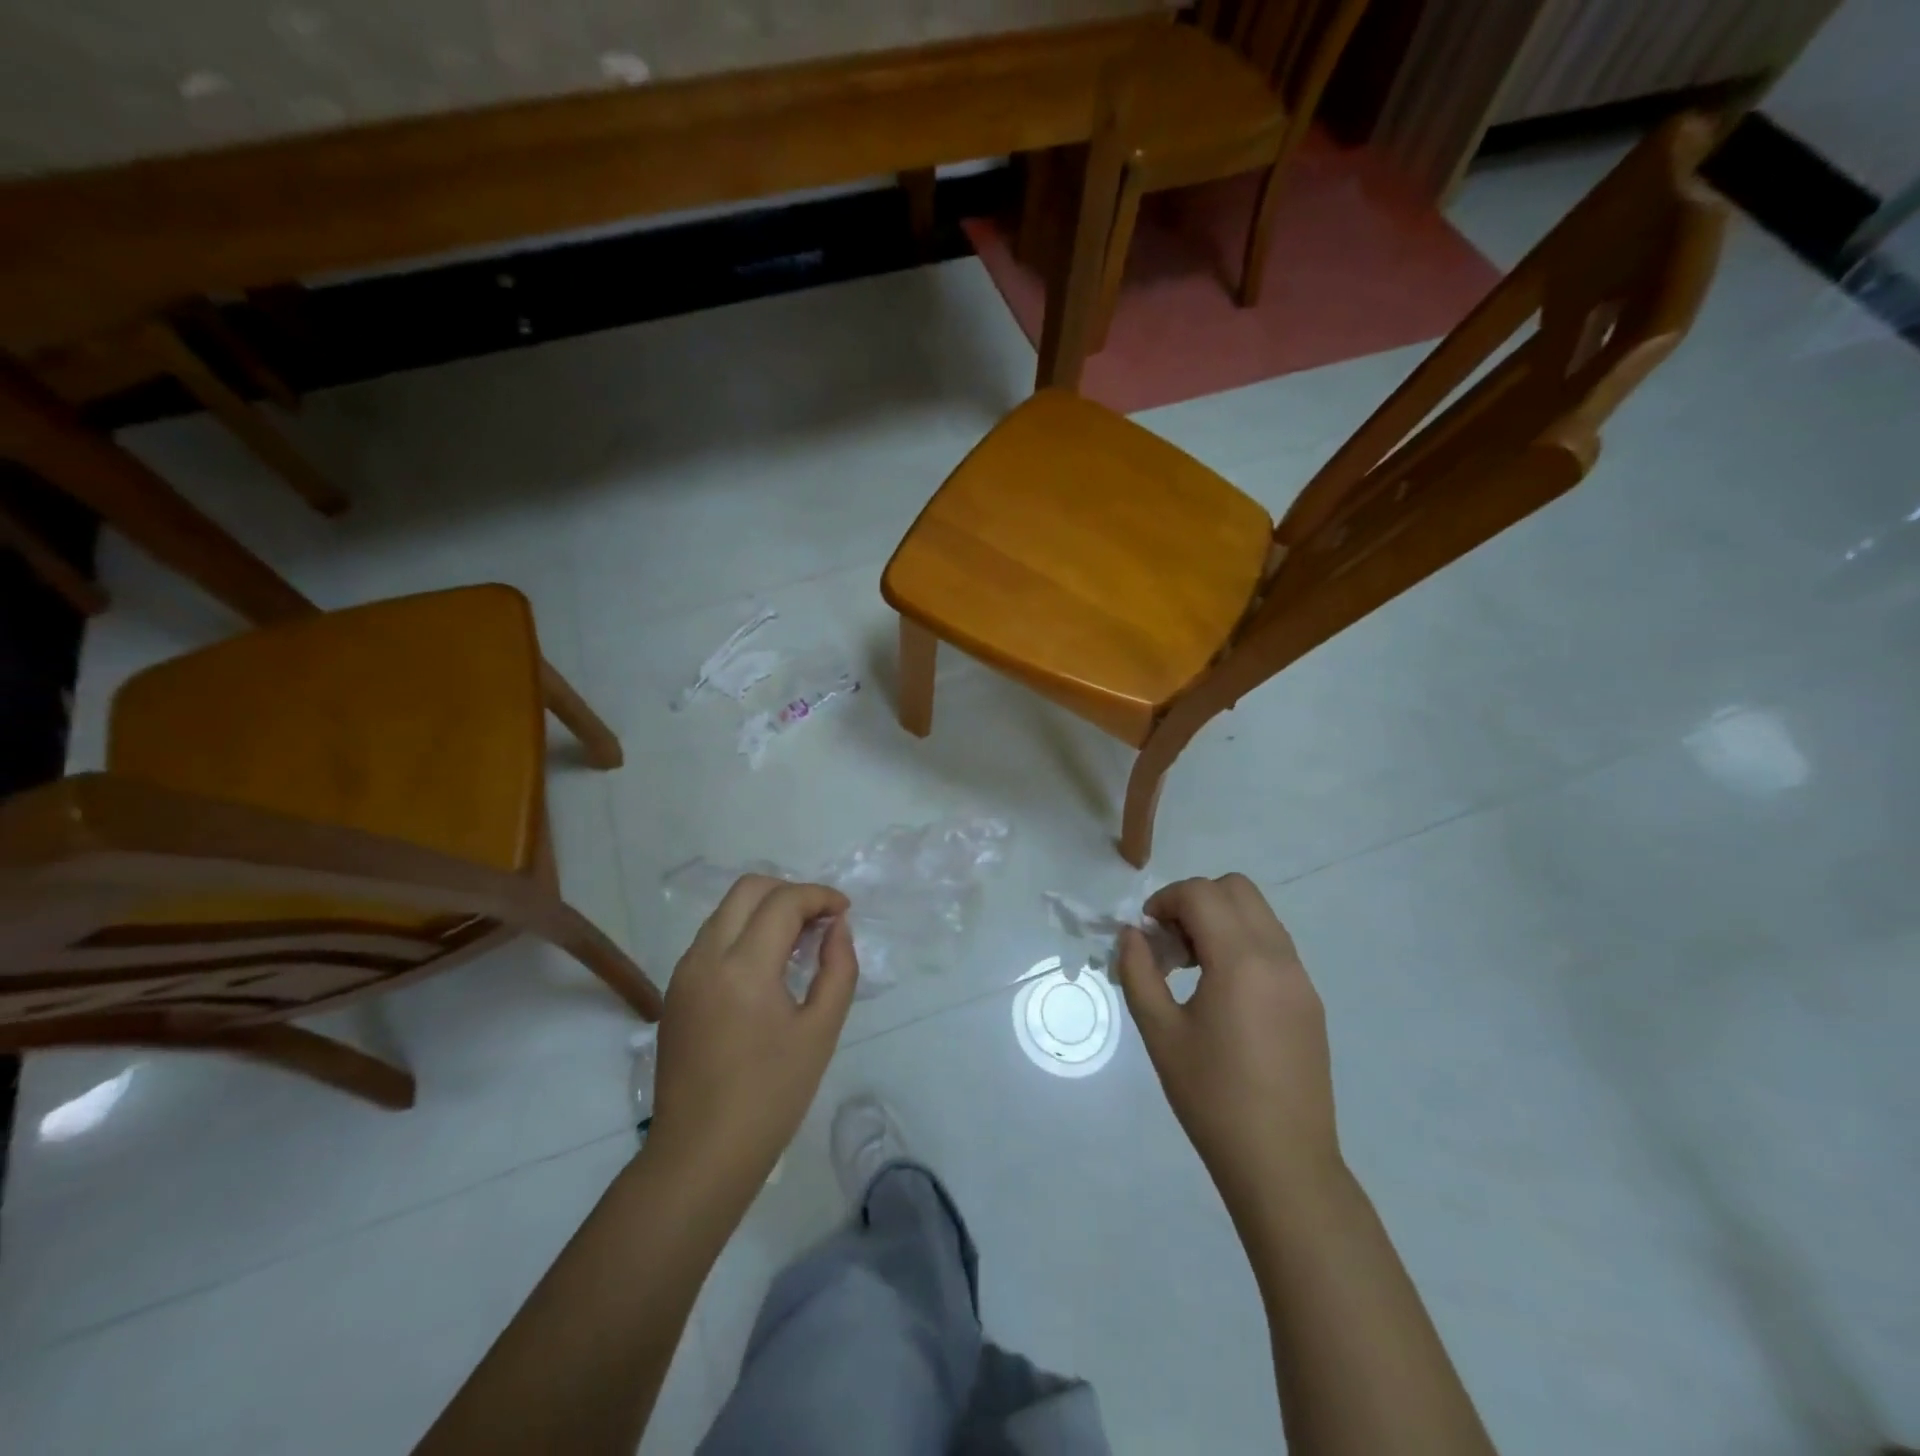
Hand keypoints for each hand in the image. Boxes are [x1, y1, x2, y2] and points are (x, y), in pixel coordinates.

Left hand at [649, 876, 857, 1195]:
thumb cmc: (771, 1096)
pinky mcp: (675, 991)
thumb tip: (837, 928)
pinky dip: (743, 932)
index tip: (844, 912)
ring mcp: (684, 973)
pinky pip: (712, 939)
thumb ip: (838, 969)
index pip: (783, 901)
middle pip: (748, 889)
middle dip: (789, 891)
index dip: (819, 896)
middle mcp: (706, 957)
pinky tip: (767, 966)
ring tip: (798, 941)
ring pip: (726, 911)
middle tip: (820, 920)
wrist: (700, 1155)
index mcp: (744, 967)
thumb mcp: (820, 1031)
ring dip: (764, 910)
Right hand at [1116, 874, 1341, 1218]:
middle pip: (1237, 889)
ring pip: (1259, 914)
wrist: (1282, 1164)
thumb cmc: (1212, 1098)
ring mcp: (1301, 978)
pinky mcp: (1310, 1001)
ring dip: (1220, 920)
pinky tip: (1223, 992)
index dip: (1166, 901)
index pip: (1202, 894)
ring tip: (1193, 968)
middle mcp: (1278, 958)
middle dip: (1195, 901)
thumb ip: (1139, 972)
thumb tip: (1132, 934)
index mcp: (1241, 962)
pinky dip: (1242, 944)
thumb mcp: (1160, 1033)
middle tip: (1171, 945)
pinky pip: (1274, 945)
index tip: (1147, 935)